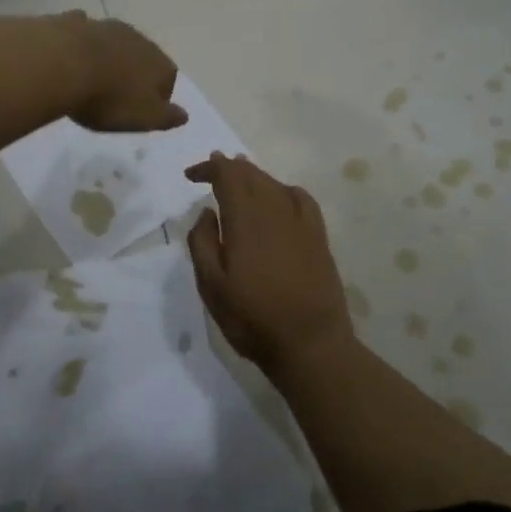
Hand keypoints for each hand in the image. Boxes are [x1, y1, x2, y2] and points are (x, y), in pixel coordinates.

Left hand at [62, 14, 186, 133]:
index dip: (159, 96)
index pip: (169, 78)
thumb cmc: (109, 99)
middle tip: (118, 95)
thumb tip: (185, 115)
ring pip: (115, 42)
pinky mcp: (76, 23)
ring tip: (95, 77)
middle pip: (143, 57)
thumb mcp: (144, 118)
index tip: (143, 111)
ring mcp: (106, 27)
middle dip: (135, 72)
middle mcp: (138, 39)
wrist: (63, 65)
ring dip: (110, 56)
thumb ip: (167, 117)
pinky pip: (85, 31)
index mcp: (159, 63)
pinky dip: (83, 42)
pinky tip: (72, 54)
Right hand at [184, 153, 356, 376]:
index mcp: (245, 219)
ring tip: (240, 177)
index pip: (227, 175)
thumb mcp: (211, 286)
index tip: (191, 175)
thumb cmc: (252, 318)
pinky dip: (283, 189)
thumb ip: (202, 243)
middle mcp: (274, 210)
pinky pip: (300, 198)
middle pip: (251, 174)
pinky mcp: (318, 236)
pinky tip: (279, 197)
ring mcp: (301, 222)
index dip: (208, 168)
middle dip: (229, 167)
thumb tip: (207, 212)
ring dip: (253, 176)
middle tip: (212, 170)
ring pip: (274, 183)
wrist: (310, 343)